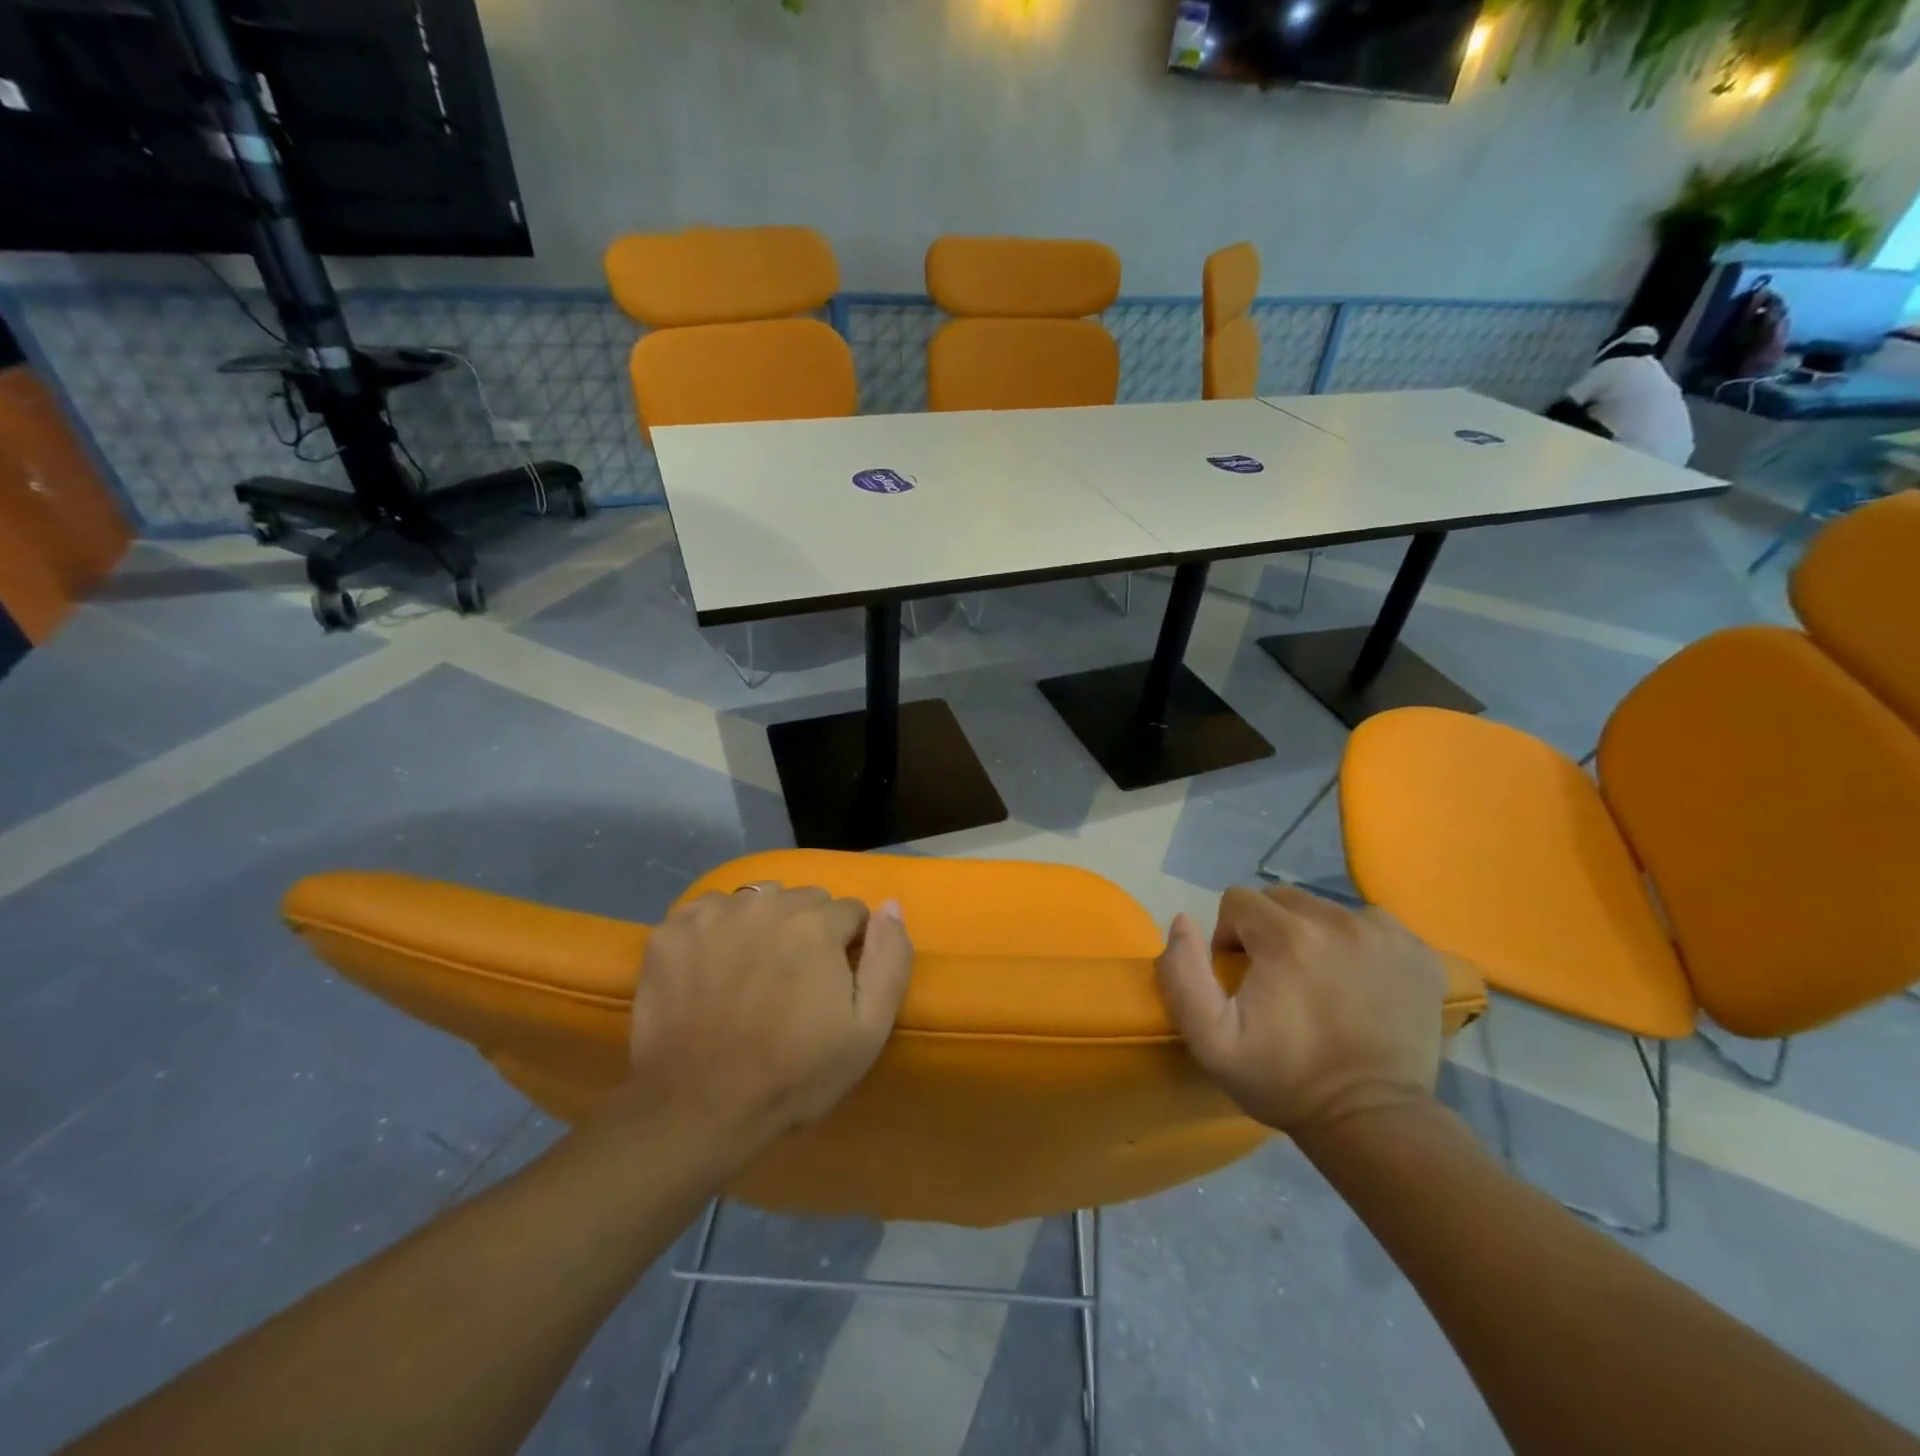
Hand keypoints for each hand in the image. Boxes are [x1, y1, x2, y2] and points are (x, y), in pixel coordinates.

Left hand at [623, 884, 914, 1150]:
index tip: (832, 984)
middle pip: (804, 900)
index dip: (848, 947)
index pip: (850, 911)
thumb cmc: (792, 1074)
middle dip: (808, 931)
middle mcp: (765, 903)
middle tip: (792, 981)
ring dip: (763, 926)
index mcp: (815, 924)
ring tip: (750, 974)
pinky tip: (711, 969)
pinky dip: (716, 931)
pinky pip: (709, 911)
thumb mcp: (867, 1030)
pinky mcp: (671, 930)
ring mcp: (713, 914)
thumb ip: (890, 959)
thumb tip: (891, 905)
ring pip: (757, 900)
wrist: (696, 1109)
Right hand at [1156, 885, 1446, 1138]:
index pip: (1238, 901)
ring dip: (1312, 936)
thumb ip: (1183, 974)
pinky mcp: (1420, 953)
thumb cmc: (1285, 1080)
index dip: (1229, 935)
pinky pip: (1371, 926)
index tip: (1241, 977)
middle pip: (1283, 900)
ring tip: (1318, 983)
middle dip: (1269, 931)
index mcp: (1288, 936)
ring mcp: (1387, 935)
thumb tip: (1183, 921)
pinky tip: (1356, 984)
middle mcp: (1340, 921)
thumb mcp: (1211, 1040)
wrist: (1373, 1123)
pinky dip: (1357, 945)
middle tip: (1277, 981)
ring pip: (1326, 910)